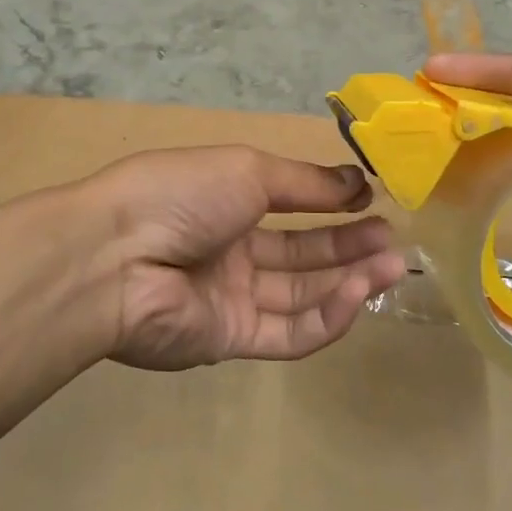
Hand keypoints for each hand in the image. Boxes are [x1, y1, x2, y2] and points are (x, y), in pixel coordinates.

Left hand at [82, 146, 406, 371]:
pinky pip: (287, 332)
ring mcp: (230, 296)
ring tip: (391, 263)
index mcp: (228, 198)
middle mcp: (231, 247)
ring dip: (348, 279)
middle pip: (301, 251)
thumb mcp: (249, 170)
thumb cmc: (184, 193)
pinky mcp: (229, 340)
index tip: (371, 198)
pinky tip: (357, 294)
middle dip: (349, 244)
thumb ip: (305, 183)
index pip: (290, 201)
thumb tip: (357, 182)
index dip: (331, 201)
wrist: (118, 256)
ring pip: (301, 293)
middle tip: (393, 239)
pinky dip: (326, 317)